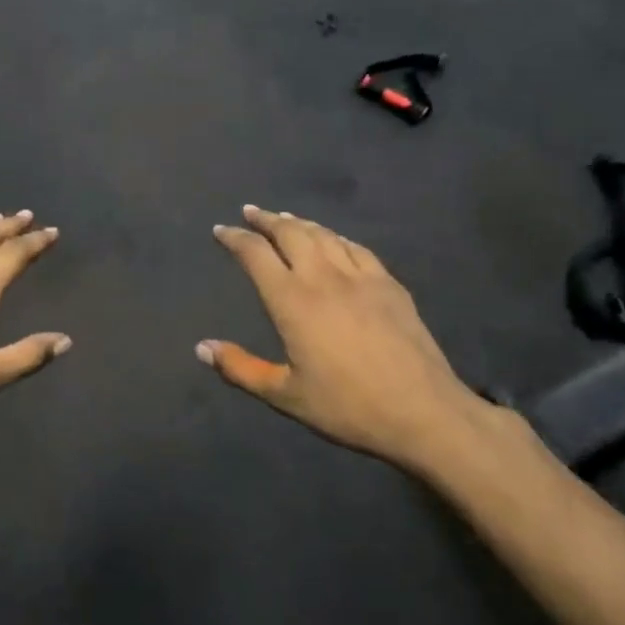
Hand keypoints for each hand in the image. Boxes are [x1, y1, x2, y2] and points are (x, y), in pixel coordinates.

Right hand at [198, 206, 498, 471]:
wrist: (423, 412)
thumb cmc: (347, 406)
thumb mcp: (285, 395)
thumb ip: (241, 369)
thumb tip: (201, 348)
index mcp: (292, 300)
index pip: (255, 254)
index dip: (235, 238)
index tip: (221, 230)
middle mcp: (323, 277)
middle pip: (289, 233)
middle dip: (265, 219)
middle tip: (250, 212)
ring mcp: (360, 276)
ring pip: (323, 234)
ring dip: (299, 222)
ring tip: (284, 218)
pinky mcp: (389, 284)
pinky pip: (355, 248)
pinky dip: (335, 237)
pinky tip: (333, 239)